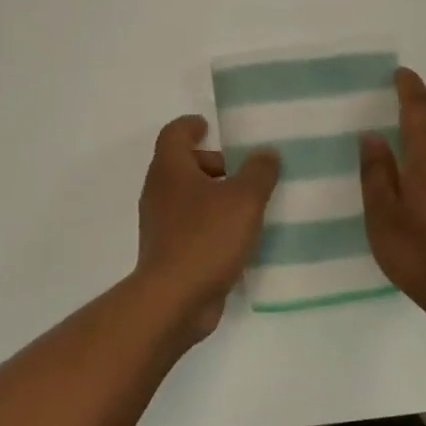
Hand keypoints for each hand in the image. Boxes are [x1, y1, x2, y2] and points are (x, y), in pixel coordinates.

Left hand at [135, 116, 280, 345]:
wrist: (174, 299)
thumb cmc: (206, 237)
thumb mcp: (244, 199)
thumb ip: (259, 172)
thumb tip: (266, 153)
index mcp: (170, 169)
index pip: (174, 133)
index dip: (191, 125)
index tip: (209, 126)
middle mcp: (159, 191)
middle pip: (183, 165)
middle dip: (213, 164)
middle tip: (244, 171)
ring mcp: (160, 224)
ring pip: (188, 197)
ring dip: (215, 196)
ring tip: (249, 205)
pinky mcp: (167, 252)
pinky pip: (191, 226)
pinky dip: (211, 223)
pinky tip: (239, 238)